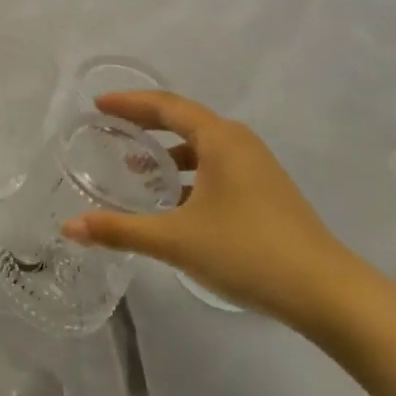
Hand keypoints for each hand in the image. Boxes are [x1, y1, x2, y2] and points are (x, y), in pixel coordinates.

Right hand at [62, 92, 366, 326]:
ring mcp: (257, 168)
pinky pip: (216, 168)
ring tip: (134, 170)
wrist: (326, 292)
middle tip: (109, 128)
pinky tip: (172, 202)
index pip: (166, 106)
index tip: (98, 104)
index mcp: (220, 139)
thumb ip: (120, 230)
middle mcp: (239, 143)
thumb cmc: (247, 251)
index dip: (130, 102)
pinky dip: (188, 174)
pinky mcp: (265, 193)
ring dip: (167, 152)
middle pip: (184, 120)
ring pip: (202, 147)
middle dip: (145, 123)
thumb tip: (69, 228)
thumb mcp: (175, 240)